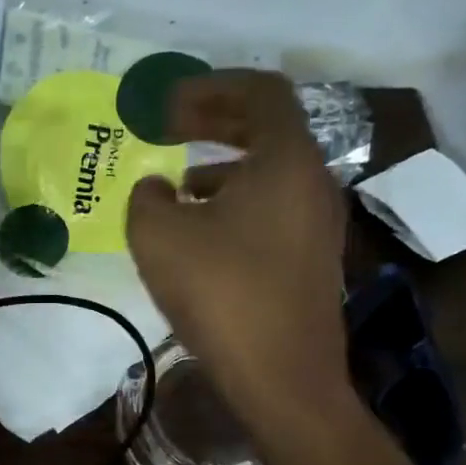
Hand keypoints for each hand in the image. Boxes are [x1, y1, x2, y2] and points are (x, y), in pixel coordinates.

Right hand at [126, 70, 351, 425]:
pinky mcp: (311, 260)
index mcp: (286, 160)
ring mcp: (318, 224)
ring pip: (269, 173)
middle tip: (169, 128)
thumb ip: (147, 197)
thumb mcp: (159, 236)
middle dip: (214, 122)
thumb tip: (157, 189)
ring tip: (177, 186)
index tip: (167, 105)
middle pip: (267, 129)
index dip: (209, 87)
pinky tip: (200, 234)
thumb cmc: (222, 293)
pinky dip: (235, 203)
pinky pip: (272, 209)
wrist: (281, 377)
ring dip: (222, 167)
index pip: (259, 91)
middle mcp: (313, 183)